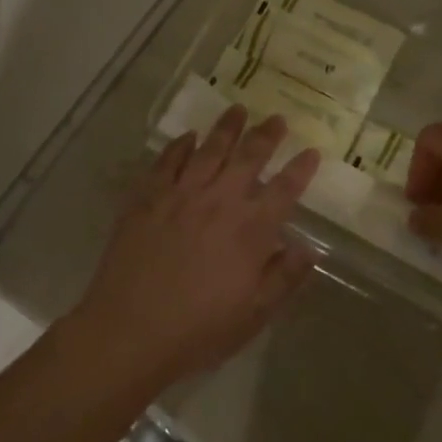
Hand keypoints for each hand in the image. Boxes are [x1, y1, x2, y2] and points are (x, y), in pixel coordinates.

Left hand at [72, 106, 319, 389]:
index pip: (285, 189)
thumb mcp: (253, 315)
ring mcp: (182, 195)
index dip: (301, 169)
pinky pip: (168, 161)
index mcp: (250, 230)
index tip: (312, 152)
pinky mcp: (148, 197)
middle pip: (249, 157)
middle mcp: (220, 201)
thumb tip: (309, 249)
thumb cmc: (197, 330)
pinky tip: (188, 136)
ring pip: (210, 150)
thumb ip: (283, 278)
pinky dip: (180, 145)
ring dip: (227, 128)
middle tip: (277, 118)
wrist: (129, 331)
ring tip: (238, 109)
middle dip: (267, 135)